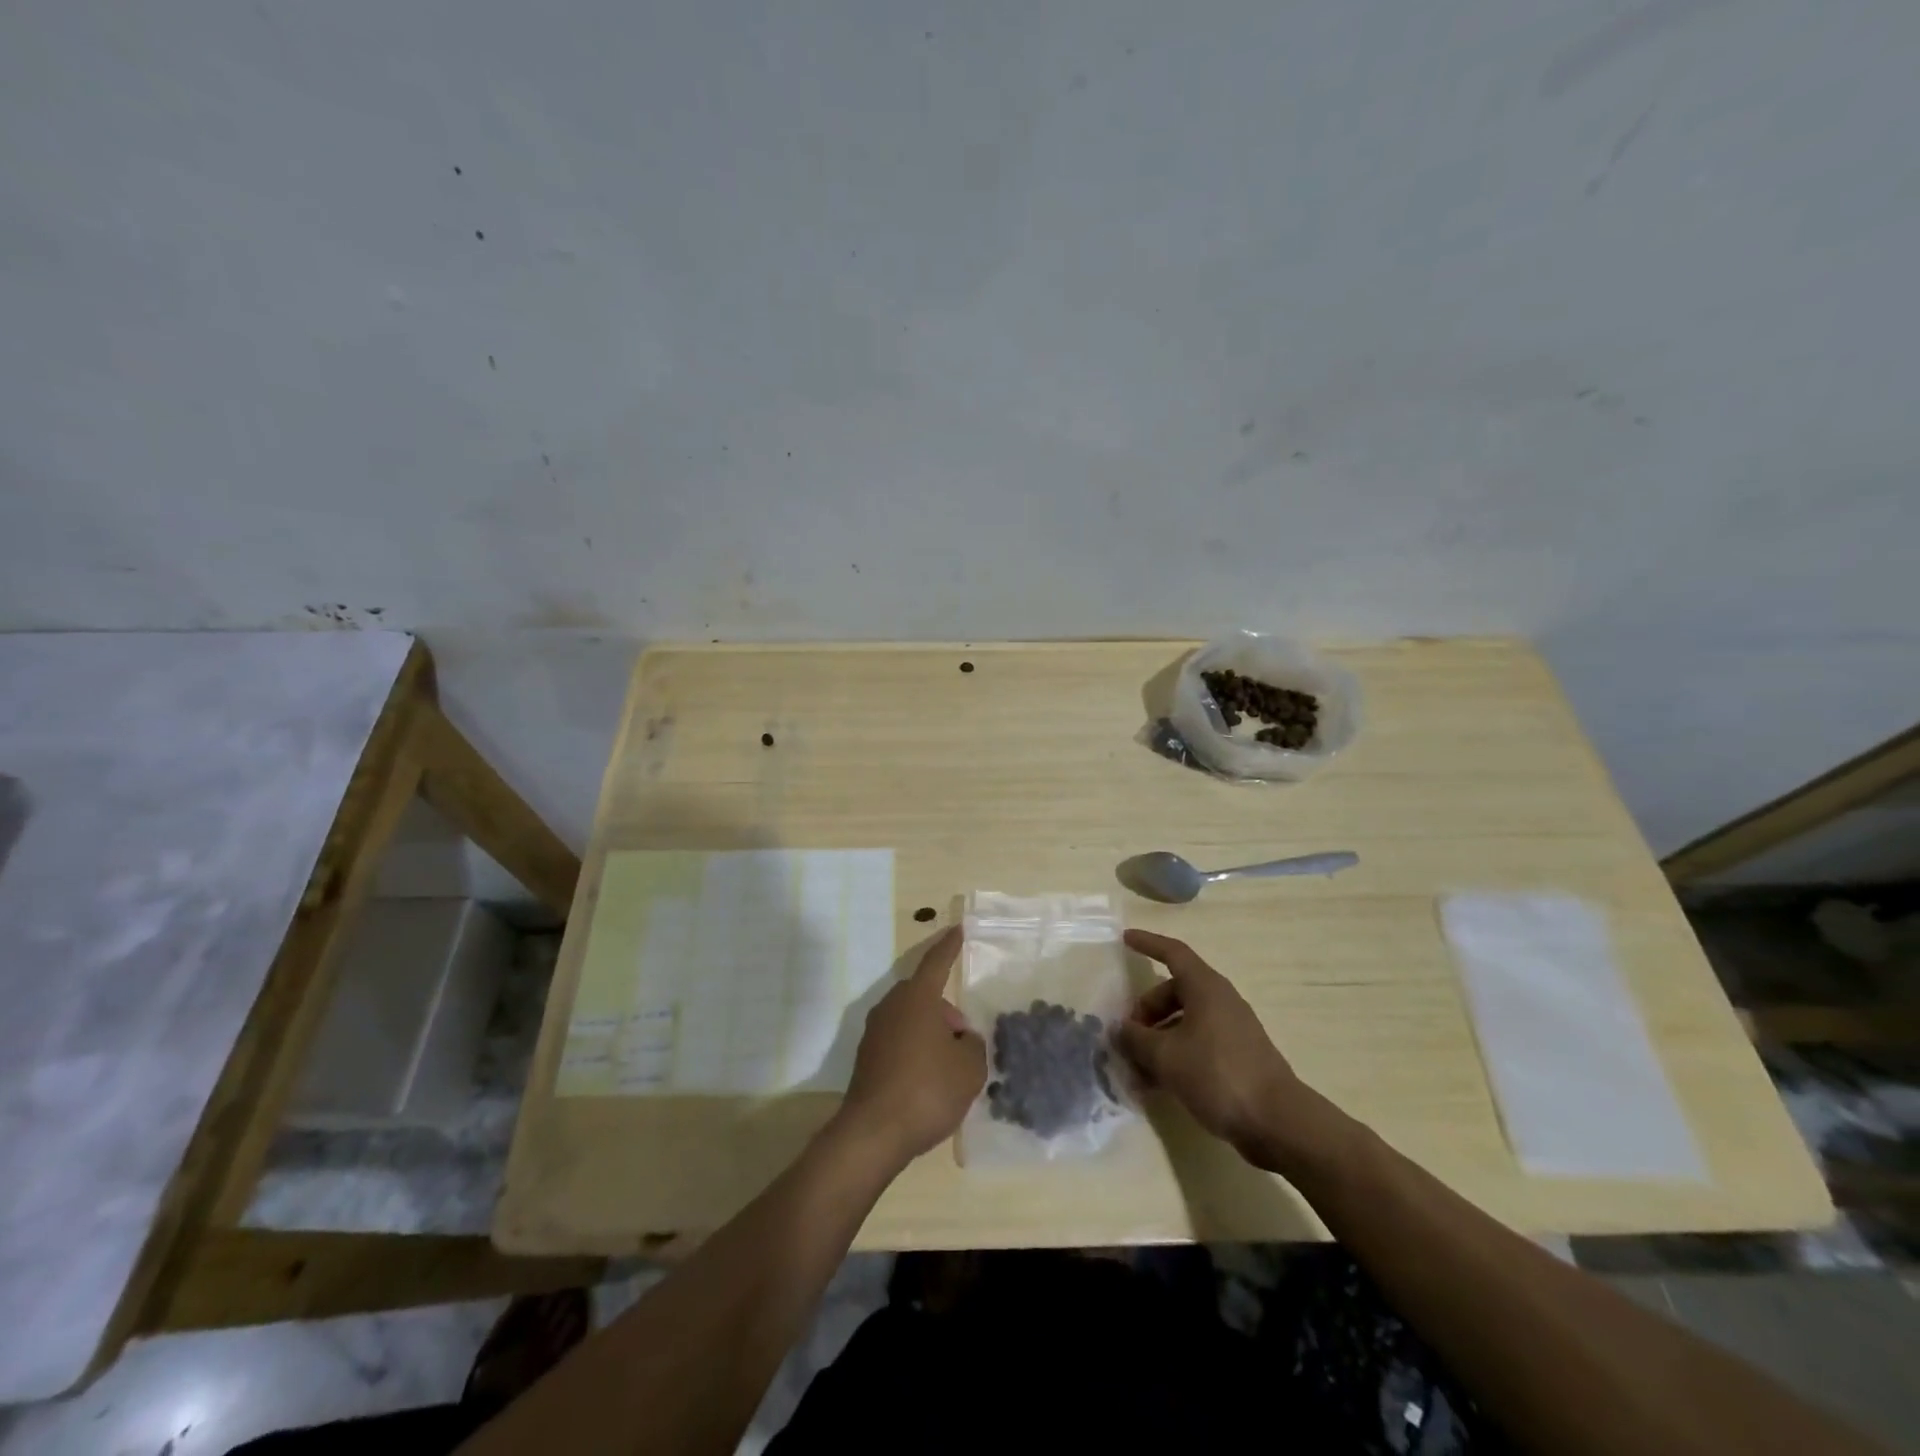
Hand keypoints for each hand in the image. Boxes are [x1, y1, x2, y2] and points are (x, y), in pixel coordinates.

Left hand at [836, 927, 985, 1169]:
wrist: (873, 1134)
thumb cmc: (928, 1090)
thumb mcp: (970, 1068)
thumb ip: (973, 1045)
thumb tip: (962, 1039)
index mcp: (918, 998)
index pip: (937, 962)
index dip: (950, 946)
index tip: (958, 928)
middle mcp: (892, 1006)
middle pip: (924, 996)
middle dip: (946, 1012)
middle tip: (965, 1040)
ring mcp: (874, 1032)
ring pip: (911, 1020)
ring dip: (930, 1033)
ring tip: (950, 1067)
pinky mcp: (866, 1058)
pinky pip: (898, 1042)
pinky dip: (915, 1052)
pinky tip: (927, 1082)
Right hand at [1117, 930, 1319, 1167]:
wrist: (1278, 1122)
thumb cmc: (1217, 1075)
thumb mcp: (1165, 1056)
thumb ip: (1136, 1039)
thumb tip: (1119, 1029)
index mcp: (1205, 988)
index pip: (1173, 953)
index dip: (1148, 943)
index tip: (1125, 939)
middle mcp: (1220, 1001)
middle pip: (1174, 991)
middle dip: (1147, 1010)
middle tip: (1128, 1036)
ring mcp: (1232, 1029)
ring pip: (1185, 1021)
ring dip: (1158, 1038)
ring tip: (1138, 1067)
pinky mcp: (1238, 1057)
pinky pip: (1198, 1043)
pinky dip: (1176, 1054)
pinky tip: (1159, 1084)